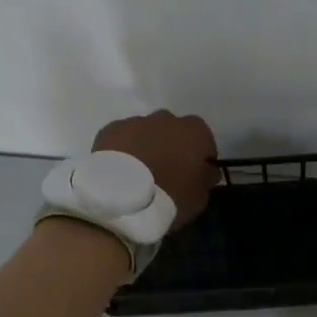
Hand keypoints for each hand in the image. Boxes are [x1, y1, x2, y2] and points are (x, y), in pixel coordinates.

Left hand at [94, 111, 218, 228]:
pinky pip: (122, 138)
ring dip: (146, 147)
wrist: (122, 197)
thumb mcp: (200, 197)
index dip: (200, 157)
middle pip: (173, 130)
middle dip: (171, 147)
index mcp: (195, 132)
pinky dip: (124, 150)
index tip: (194, 174)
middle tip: (165, 172)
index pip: (204, 140)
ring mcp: (136, 121)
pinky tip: (120, 170)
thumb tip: (206, 171)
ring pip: (146, 132)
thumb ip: (206, 178)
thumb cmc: (170, 197)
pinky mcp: (110, 129)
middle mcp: (167, 118)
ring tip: (140, 173)